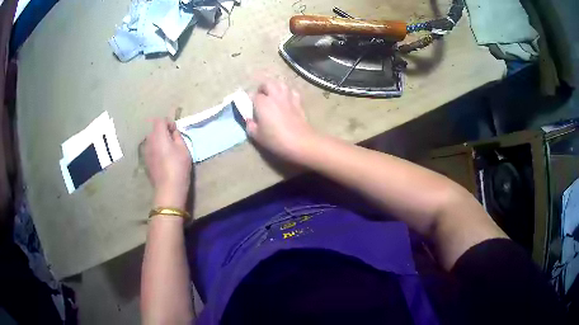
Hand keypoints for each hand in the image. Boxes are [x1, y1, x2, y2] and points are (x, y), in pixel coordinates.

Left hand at [144, 118, 191, 208]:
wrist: (168, 188)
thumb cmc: (178, 166)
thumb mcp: (183, 149)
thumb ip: (177, 136)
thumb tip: (173, 132)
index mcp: (159, 135)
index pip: (160, 120)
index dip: (168, 123)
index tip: (175, 131)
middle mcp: (149, 140)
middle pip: (154, 130)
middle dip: (163, 131)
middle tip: (173, 140)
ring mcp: (146, 151)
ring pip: (152, 140)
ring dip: (159, 141)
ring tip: (168, 150)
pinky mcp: (146, 161)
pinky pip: (150, 149)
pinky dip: (156, 150)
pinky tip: (163, 159)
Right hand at [246, 81, 317, 162]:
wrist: (300, 142)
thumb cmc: (276, 140)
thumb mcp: (257, 136)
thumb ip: (250, 126)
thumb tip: (249, 120)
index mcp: (262, 103)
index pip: (253, 95)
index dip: (251, 100)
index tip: (250, 107)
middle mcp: (275, 96)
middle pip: (267, 83)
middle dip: (262, 88)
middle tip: (261, 97)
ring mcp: (288, 98)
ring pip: (281, 84)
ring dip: (276, 87)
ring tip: (273, 96)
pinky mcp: (299, 102)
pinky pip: (292, 92)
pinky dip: (288, 93)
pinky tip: (287, 100)